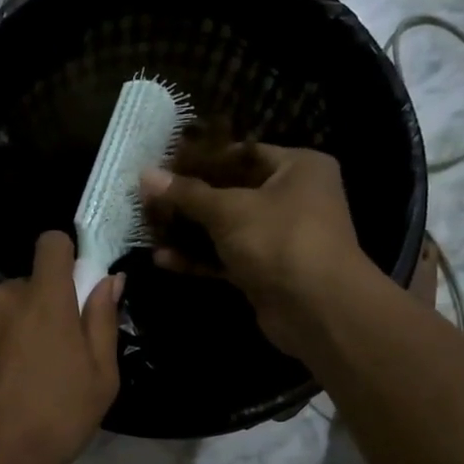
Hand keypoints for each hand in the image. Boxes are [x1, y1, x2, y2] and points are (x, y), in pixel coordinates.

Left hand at [0, 231, 121, 463]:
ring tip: (8, 375)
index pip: (51, 242)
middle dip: (34, 307)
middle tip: (45, 350)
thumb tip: (109, 280)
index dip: (63, 256)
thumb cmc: (56, 417)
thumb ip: (103, 320)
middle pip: (21, 285)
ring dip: (1, 331)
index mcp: (43, 297)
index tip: (69, 284)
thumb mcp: (101, 376)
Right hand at [141, 145, 391, 356]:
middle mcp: (293, 198)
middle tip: (148, 197)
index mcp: (297, 168)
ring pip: (226, 227)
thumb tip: (145, 175)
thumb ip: (186, 193)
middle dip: (189, 198)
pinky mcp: (266, 271)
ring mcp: (279, 237)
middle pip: (231, 191)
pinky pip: (226, 257)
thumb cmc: (280, 240)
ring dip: (189, 230)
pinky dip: (199, 258)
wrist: (318, 310)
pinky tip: (163, 259)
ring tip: (149, 227)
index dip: (201, 158)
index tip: (163, 164)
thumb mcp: (229, 210)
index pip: (242, 153)